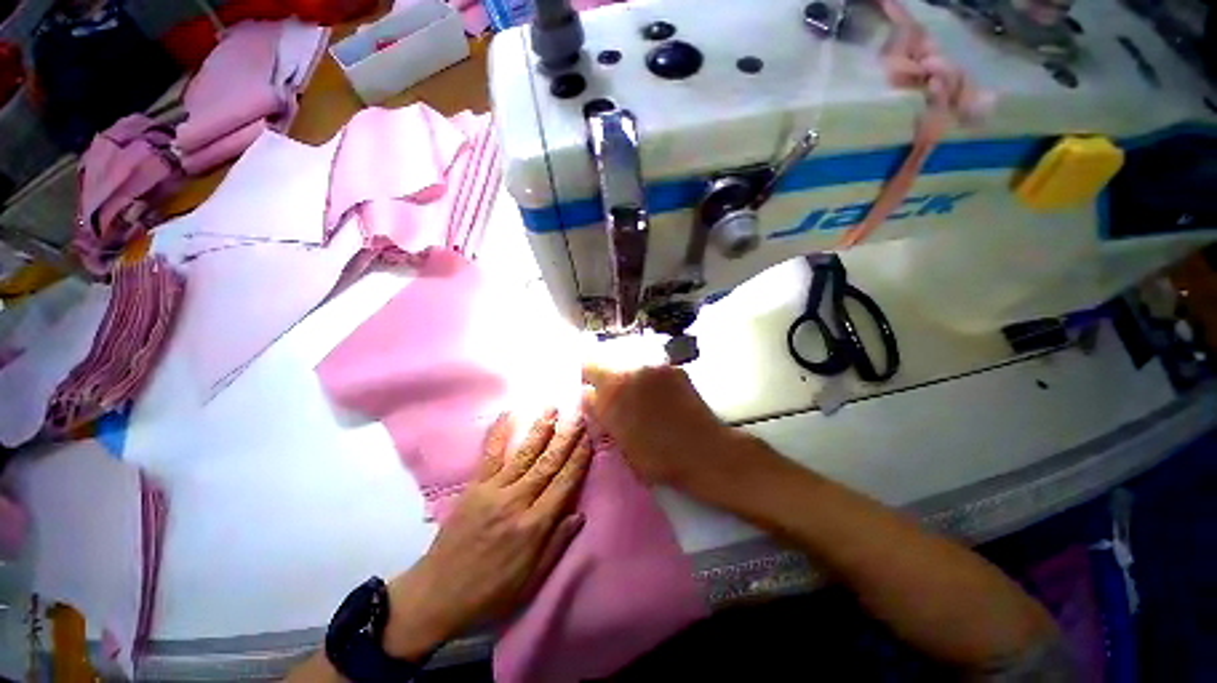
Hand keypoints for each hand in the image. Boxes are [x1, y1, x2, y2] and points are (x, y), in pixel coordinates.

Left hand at [381, 410, 591, 659]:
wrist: (442, 590)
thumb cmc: (493, 593)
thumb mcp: (532, 579)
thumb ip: (555, 545)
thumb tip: (579, 515)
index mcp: (533, 528)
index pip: (562, 486)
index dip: (578, 461)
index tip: (590, 438)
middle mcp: (513, 503)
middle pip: (544, 465)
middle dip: (564, 439)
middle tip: (579, 414)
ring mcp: (489, 493)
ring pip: (520, 456)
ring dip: (537, 430)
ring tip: (552, 408)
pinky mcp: (471, 491)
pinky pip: (488, 457)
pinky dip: (498, 435)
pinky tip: (507, 417)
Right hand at [581, 364, 739, 491]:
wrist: (703, 452)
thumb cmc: (656, 458)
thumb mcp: (618, 442)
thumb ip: (601, 414)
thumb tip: (591, 396)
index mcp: (612, 389)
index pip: (587, 365)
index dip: (588, 380)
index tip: (592, 395)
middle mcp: (632, 370)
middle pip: (610, 361)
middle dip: (609, 378)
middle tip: (617, 402)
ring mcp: (656, 367)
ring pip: (632, 365)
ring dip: (631, 379)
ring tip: (641, 403)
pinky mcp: (676, 370)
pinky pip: (654, 370)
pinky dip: (652, 381)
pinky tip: (661, 401)